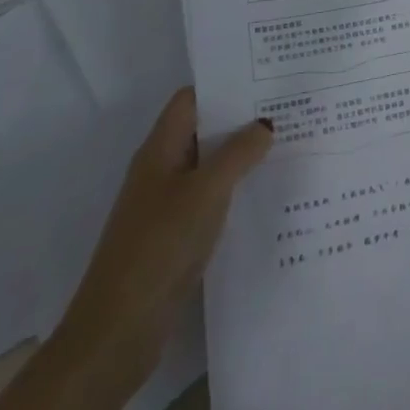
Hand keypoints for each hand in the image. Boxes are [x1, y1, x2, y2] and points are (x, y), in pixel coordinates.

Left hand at [54, 88, 272, 387]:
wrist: (117, 331)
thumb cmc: (159, 247)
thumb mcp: (206, 191)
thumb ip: (238, 153)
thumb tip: (265, 124)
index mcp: (159, 150)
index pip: (192, 100)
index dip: (225, 85)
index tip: (268, 77)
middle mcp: (161, 171)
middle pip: (204, 131)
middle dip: (242, 119)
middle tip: (291, 108)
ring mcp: (166, 206)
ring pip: (210, 167)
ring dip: (243, 157)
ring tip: (291, 145)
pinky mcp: (175, 237)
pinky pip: (211, 200)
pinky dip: (236, 191)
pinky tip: (268, 195)